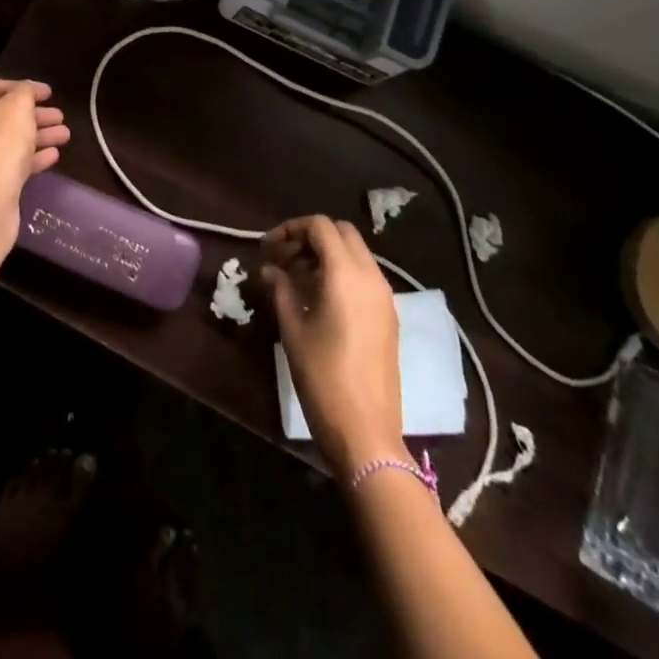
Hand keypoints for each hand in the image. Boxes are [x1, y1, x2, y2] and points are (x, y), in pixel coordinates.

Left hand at [0, 79, 69, 226]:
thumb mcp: (17, 107)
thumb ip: (25, 92)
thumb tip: (27, 91)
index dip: (23, 87)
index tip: (49, 92)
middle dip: (33, 115)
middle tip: (60, 116)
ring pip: (3, 142)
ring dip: (35, 136)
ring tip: (65, 136)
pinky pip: (3, 164)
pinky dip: (26, 158)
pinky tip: (53, 157)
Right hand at [262, 215, 405, 480]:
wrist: (367, 432)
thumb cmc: (323, 377)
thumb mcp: (293, 330)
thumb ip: (280, 289)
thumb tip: (269, 269)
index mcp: (346, 273)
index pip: (320, 226)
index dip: (291, 229)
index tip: (268, 249)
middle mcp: (371, 276)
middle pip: (341, 233)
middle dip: (310, 237)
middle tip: (284, 259)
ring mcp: (384, 296)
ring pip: (355, 253)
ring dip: (327, 254)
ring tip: (297, 279)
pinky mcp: (389, 315)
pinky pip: (364, 276)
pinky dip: (342, 272)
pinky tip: (320, 299)